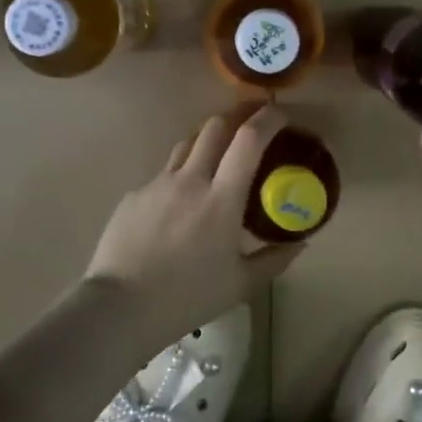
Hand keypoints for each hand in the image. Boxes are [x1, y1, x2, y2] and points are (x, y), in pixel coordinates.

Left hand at [83, 104, 302, 350]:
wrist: (120, 307)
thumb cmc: (187, 298)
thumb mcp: (242, 285)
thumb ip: (275, 258)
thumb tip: (301, 243)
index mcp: (221, 199)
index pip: (249, 140)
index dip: (268, 119)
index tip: (282, 114)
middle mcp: (190, 180)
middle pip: (215, 126)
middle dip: (238, 115)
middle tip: (253, 122)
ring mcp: (158, 184)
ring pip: (187, 143)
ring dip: (208, 140)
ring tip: (219, 155)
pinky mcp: (134, 195)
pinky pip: (164, 175)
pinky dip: (181, 176)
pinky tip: (181, 203)